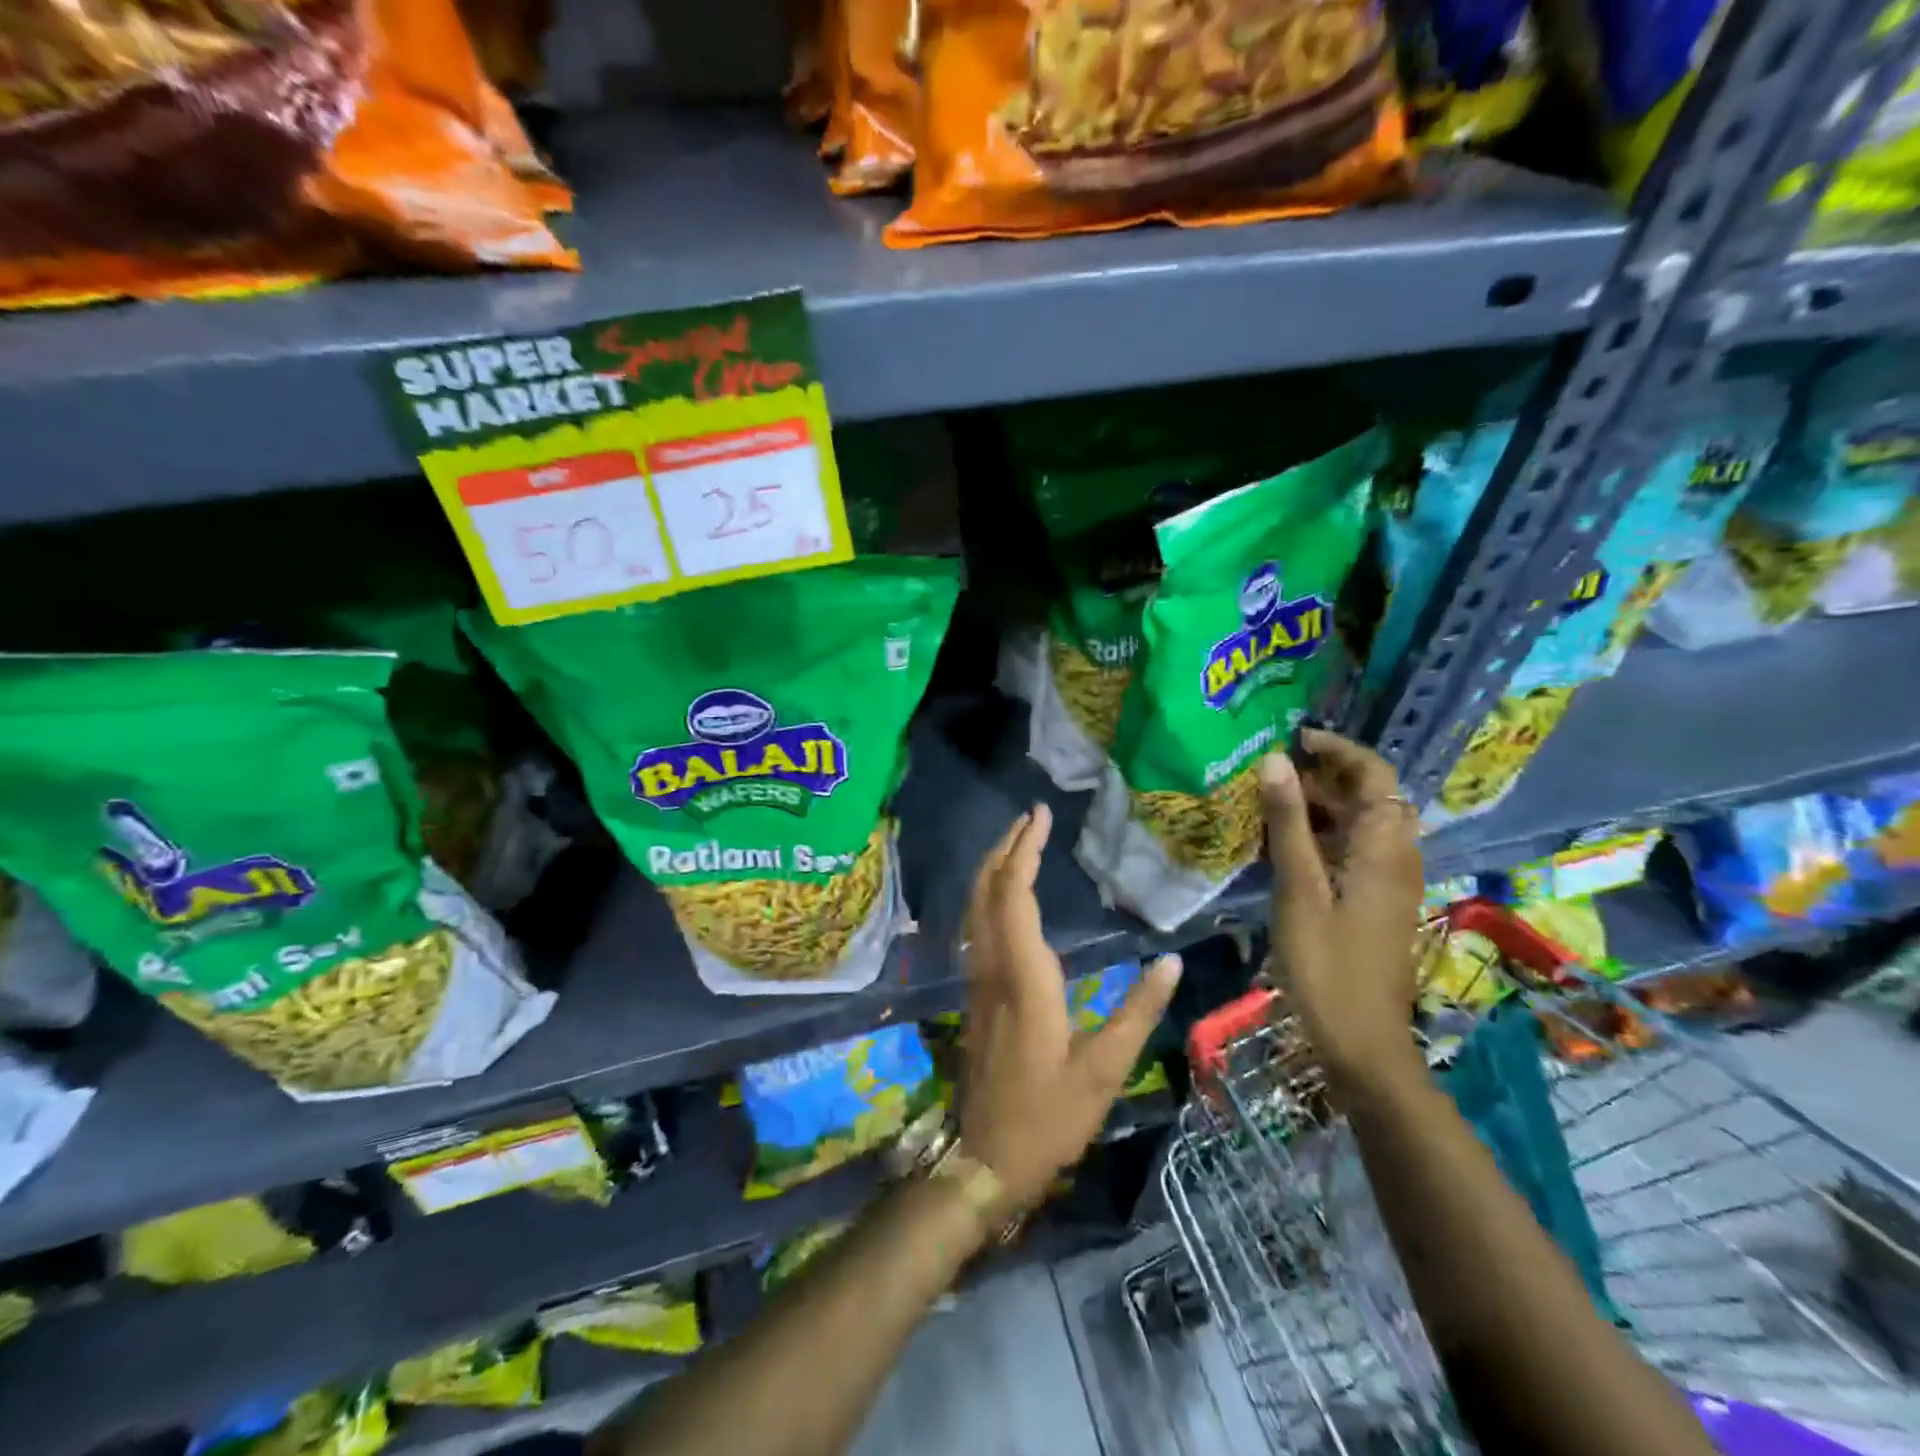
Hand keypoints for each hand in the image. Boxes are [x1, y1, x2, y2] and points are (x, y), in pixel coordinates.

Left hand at [959, 803, 1181, 1213]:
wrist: (986, 1158)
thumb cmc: (1049, 1115)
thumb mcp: (1105, 1069)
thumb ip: (1138, 1011)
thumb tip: (1172, 961)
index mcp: (1023, 977)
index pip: (1013, 895)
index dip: (1024, 851)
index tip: (1040, 816)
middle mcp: (991, 967)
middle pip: (986, 890)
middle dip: (1005, 847)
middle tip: (1031, 817)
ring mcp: (977, 979)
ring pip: (974, 906)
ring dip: (993, 867)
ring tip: (1018, 842)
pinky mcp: (974, 992)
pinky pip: (975, 926)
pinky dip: (988, 894)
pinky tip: (1006, 895)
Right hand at [1258, 730, 1424, 1081]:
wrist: (1362, 1041)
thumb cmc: (1328, 964)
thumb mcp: (1300, 889)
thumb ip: (1290, 823)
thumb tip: (1275, 761)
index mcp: (1385, 848)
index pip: (1374, 775)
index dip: (1339, 749)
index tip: (1294, 738)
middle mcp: (1398, 857)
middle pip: (1371, 796)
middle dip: (1326, 774)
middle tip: (1274, 770)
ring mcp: (1391, 882)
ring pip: (1363, 824)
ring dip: (1323, 804)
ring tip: (1272, 800)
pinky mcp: (1379, 902)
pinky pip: (1356, 849)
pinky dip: (1326, 834)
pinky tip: (1287, 845)